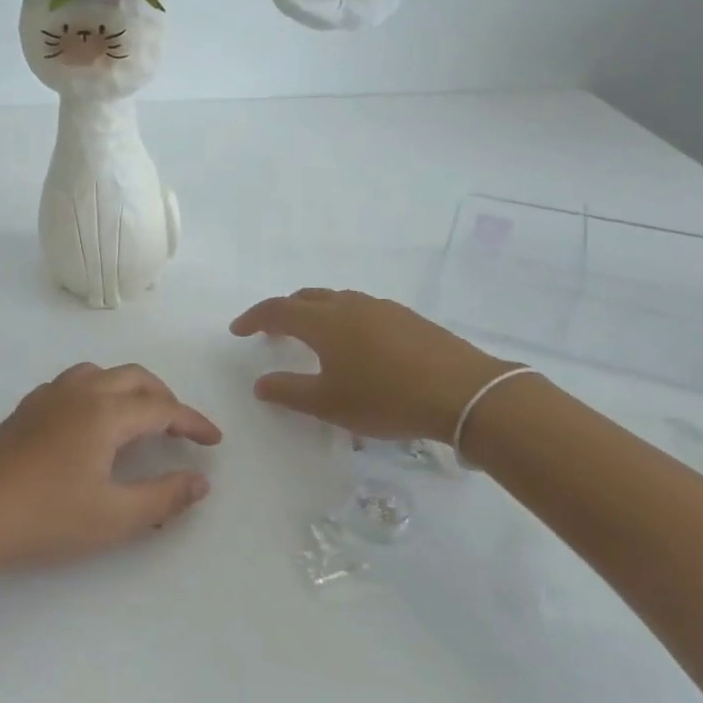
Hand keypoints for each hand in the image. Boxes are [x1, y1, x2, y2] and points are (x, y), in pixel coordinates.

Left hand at [0, 362, 221, 584]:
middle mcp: (78, 392)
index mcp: (104, 412)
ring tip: (140, 420)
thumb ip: (163, 497)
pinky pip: (74, 384)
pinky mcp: (25, 409)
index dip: (193, 423)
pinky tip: (92, 425)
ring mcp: (47, 397)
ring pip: (100, 374)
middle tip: (180, 429)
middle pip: (133, 378)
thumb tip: (200, 481)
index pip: (162, 408)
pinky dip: (98, 392)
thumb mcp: (114, 516)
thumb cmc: (45, 518)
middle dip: (164, 398)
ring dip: (129, 390)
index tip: (214, 441)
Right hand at [230, 288, 515, 441]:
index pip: (278, 310)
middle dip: (284, 311)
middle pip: (307, 298)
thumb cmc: (385, 398)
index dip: (254, 318)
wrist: (463, 392)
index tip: (238, 330)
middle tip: (272, 332)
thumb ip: (289, 392)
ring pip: (337, 301)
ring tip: (313, 338)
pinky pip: (362, 310)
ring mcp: (382, 308)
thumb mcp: (329, 403)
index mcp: (324, 322)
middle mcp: (349, 305)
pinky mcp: (408, 318)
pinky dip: (344, 320)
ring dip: (316, 313)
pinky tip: (356, 346)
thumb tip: (260, 383)